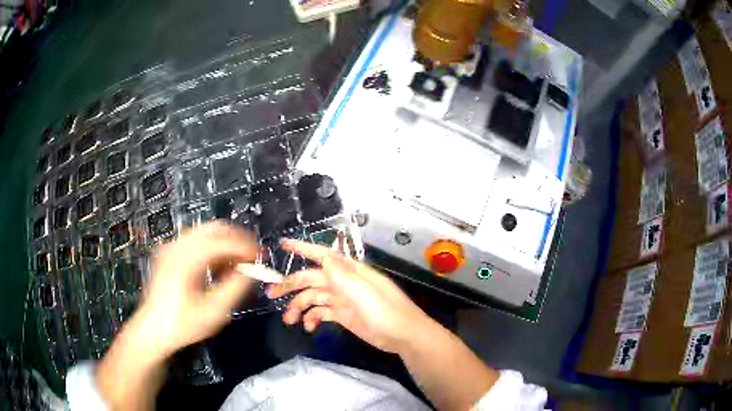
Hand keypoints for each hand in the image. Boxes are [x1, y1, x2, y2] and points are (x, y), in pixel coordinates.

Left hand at [132, 221, 257, 358]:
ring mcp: (171, 247)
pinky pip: (196, 242)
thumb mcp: (214, 311)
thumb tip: (253, 271)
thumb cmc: (183, 324)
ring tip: (237, 265)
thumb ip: (236, 287)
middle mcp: (177, 246)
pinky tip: (219, 268)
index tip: (263, 255)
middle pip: (213, 229)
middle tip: (252, 255)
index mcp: (187, 259)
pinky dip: (212, 250)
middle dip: (237, 239)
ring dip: (225, 244)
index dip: (246, 246)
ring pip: (205, 233)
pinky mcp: (169, 253)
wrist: (153, 329)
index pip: (223, 241)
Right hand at [267, 239, 431, 353]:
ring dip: (299, 307)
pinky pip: (322, 313)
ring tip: (288, 320)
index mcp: (350, 272)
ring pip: (314, 298)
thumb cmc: (386, 311)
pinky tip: (308, 327)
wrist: (403, 335)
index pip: (323, 255)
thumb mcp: (364, 292)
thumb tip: (324, 257)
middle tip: (271, 294)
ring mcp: (343, 299)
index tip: (283, 244)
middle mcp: (344, 282)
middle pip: (311, 279)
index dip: (302, 248)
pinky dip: (312, 318)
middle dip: (291, 285)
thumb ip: (342, 275)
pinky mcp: (344, 315)